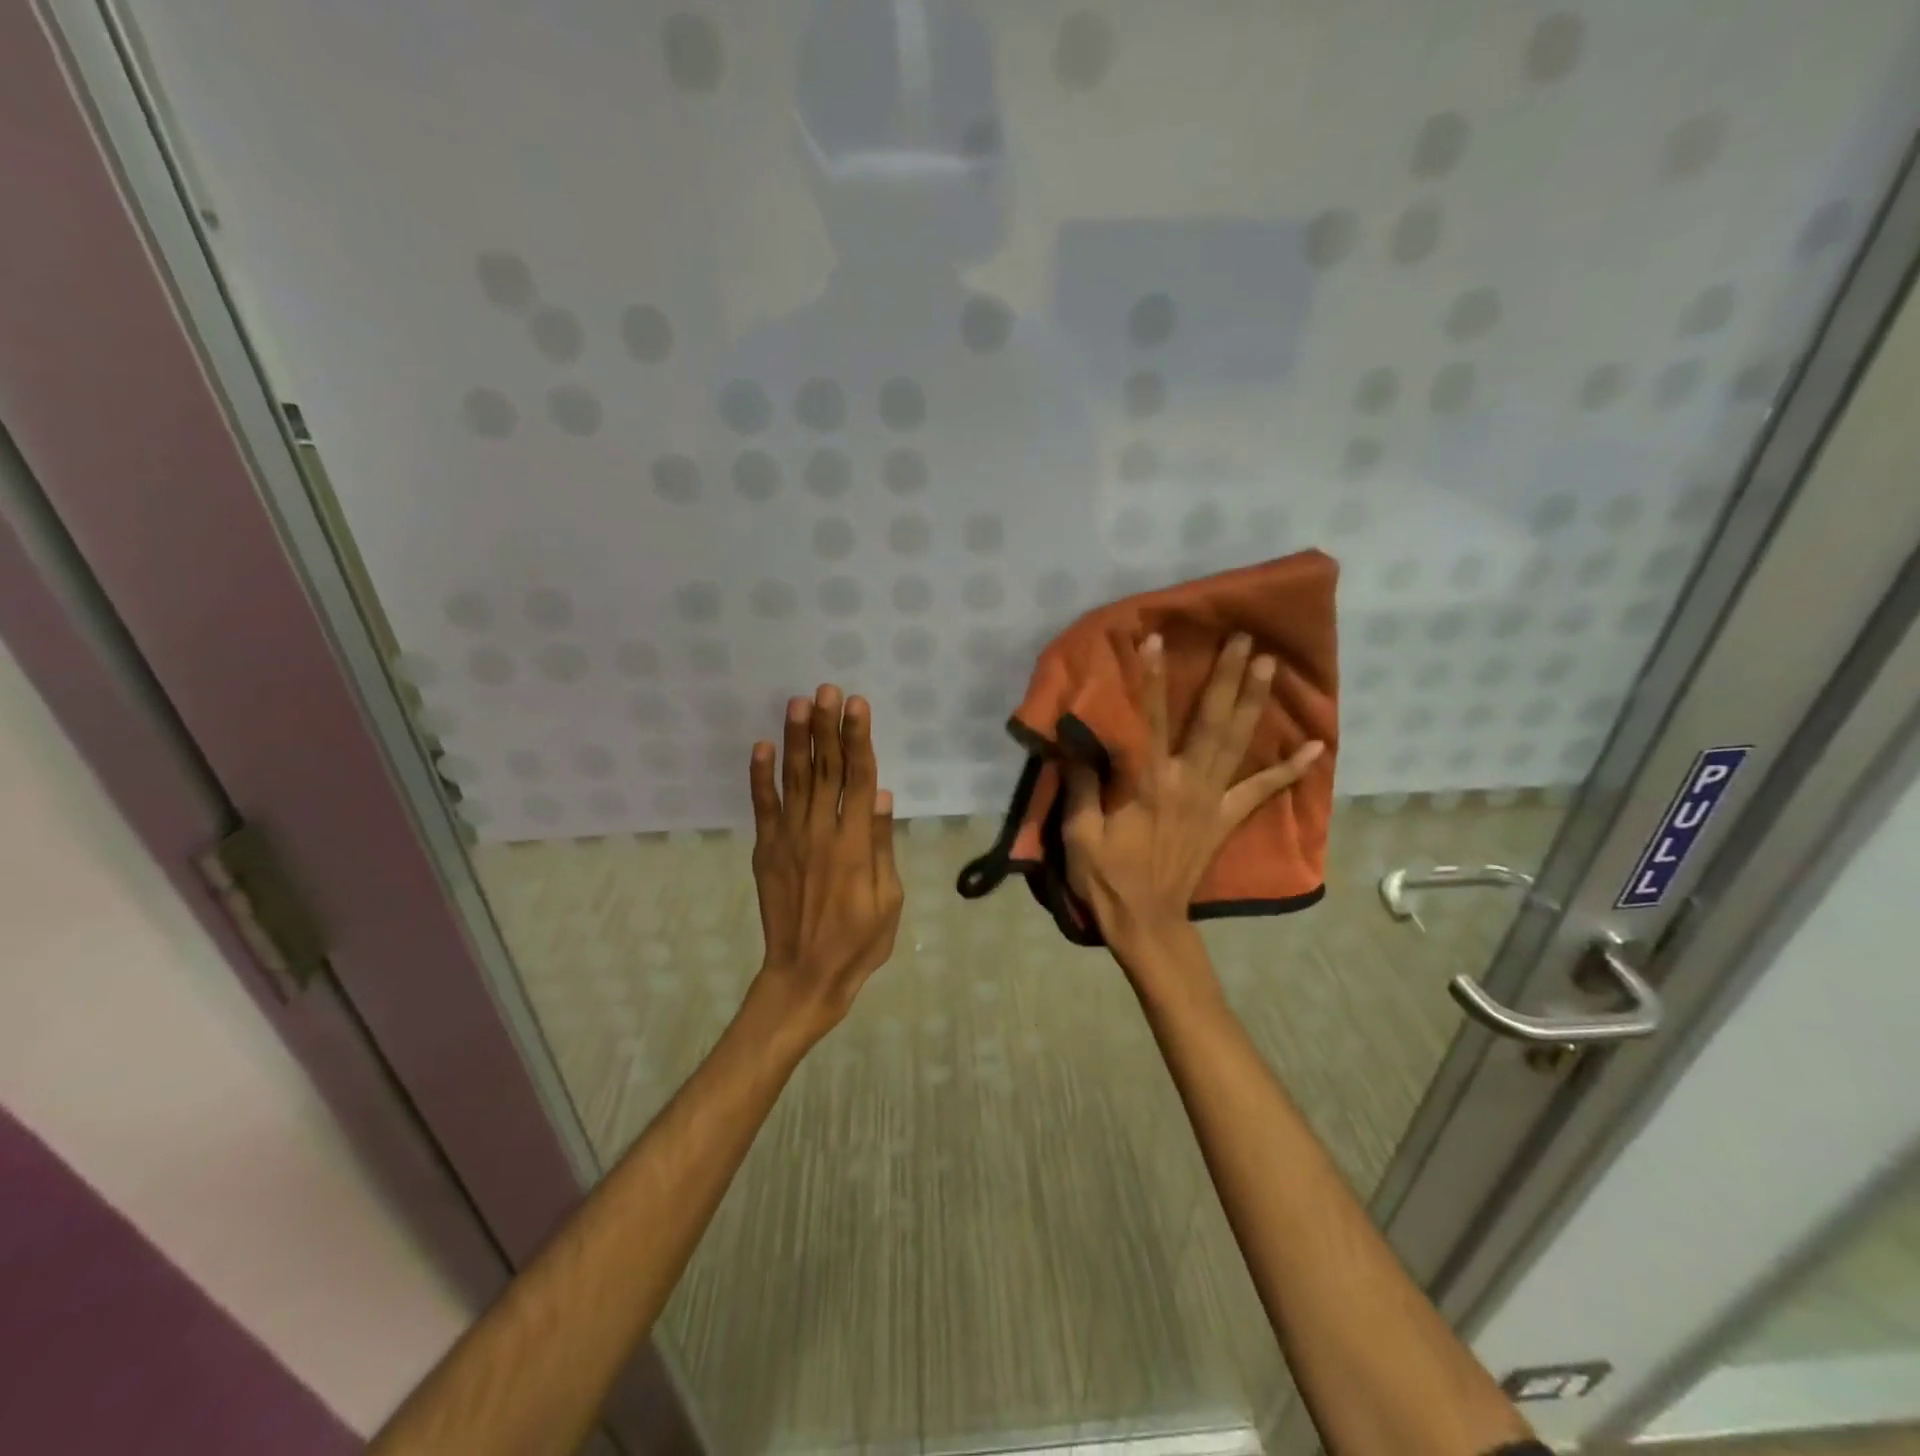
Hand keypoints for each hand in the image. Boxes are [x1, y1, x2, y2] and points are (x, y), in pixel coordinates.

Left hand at [747, 684, 903, 1044]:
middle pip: (826, 768)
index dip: (858, 738)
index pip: (859, 778)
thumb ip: (883, 845)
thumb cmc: (859, 941)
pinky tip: (761, 747)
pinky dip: (760, 776)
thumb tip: (883, 796)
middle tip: (827, 689)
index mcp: (856, 842)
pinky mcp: (766, 850)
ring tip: (798, 703)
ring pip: (795, 779)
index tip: (857, 705)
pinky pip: (762, 806)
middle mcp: (821, 831)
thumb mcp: (890, 899)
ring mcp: (789, 839)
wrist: (805, 975)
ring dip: (796, 739)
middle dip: (827, 726)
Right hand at [1061, 633, 1323, 972]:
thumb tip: (1077, 739)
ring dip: (1253, 702)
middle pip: (1209, 722)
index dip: (1150, 680)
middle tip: (1243, 639)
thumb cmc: (1107, 877)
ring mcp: (1212, 800)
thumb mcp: (1079, 833)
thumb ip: (1081, 783)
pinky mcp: (1226, 819)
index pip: (1147, 720)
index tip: (1158, 640)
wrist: (1147, 921)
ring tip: (1268, 666)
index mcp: (1147, 783)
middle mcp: (1186, 782)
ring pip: (1237, 744)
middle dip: (1225, 678)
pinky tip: (1315, 746)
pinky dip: (1289, 769)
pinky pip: (1262, 791)